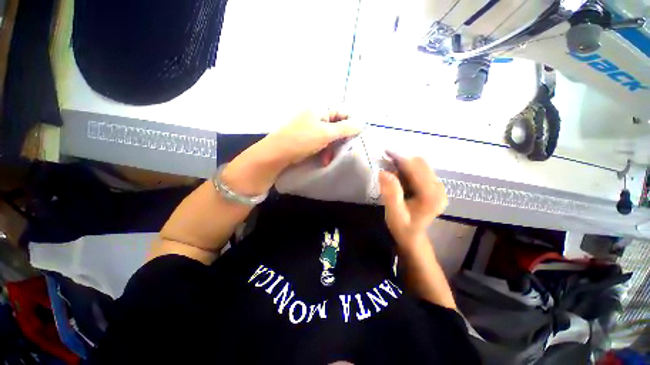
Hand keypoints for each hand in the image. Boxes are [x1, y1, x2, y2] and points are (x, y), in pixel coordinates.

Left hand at [223, 111, 359, 194]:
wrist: (277, 154)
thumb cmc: (303, 140)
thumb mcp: (326, 133)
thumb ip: (345, 129)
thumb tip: (361, 124)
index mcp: (320, 110)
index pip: (342, 113)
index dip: (351, 124)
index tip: (357, 137)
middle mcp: (315, 116)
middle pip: (336, 126)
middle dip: (340, 140)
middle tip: (344, 151)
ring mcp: (310, 128)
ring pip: (329, 137)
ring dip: (332, 148)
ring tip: (330, 159)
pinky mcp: (306, 139)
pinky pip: (321, 143)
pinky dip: (324, 151)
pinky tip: (324, 160)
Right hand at [379, 154, 447, 250]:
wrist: (413, 236)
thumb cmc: (403, 227)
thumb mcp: (394, 214)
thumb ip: (390, 194)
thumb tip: (384, 172)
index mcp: (431, 196)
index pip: (417, 169)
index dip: (401, 158)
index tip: (386, 152)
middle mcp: (439, 189)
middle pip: (421, 164)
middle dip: (402, 160)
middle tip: (385, 163)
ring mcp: (438, 187)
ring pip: (420, 165)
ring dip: (403, 165)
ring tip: (391, 174)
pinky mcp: (434, 186)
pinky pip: (420, 170)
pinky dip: (407, 169)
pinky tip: (398, 177)